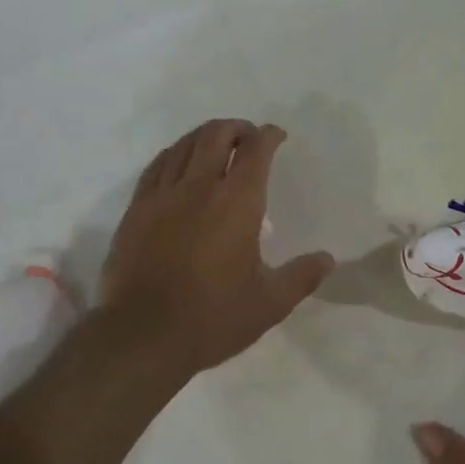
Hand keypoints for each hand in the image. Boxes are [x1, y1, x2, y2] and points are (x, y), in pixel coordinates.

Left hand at [99, 119, 334, 380]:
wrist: (143, 335)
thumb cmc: (213, 318)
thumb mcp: (269, 303)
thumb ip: (301, 276)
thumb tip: (327, 258)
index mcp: (237, 203)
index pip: (256, 151)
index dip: (269, 136)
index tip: (277, 136)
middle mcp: (199, 187)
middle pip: (216, 136)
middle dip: (237, 128)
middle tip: (249, 137)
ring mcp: (162, 195)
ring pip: (184, 145)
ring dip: (205, 135)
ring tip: (217, 143)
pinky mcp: (136, 209)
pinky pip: (157, 166)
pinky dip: (175, 153)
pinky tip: (179, 162)